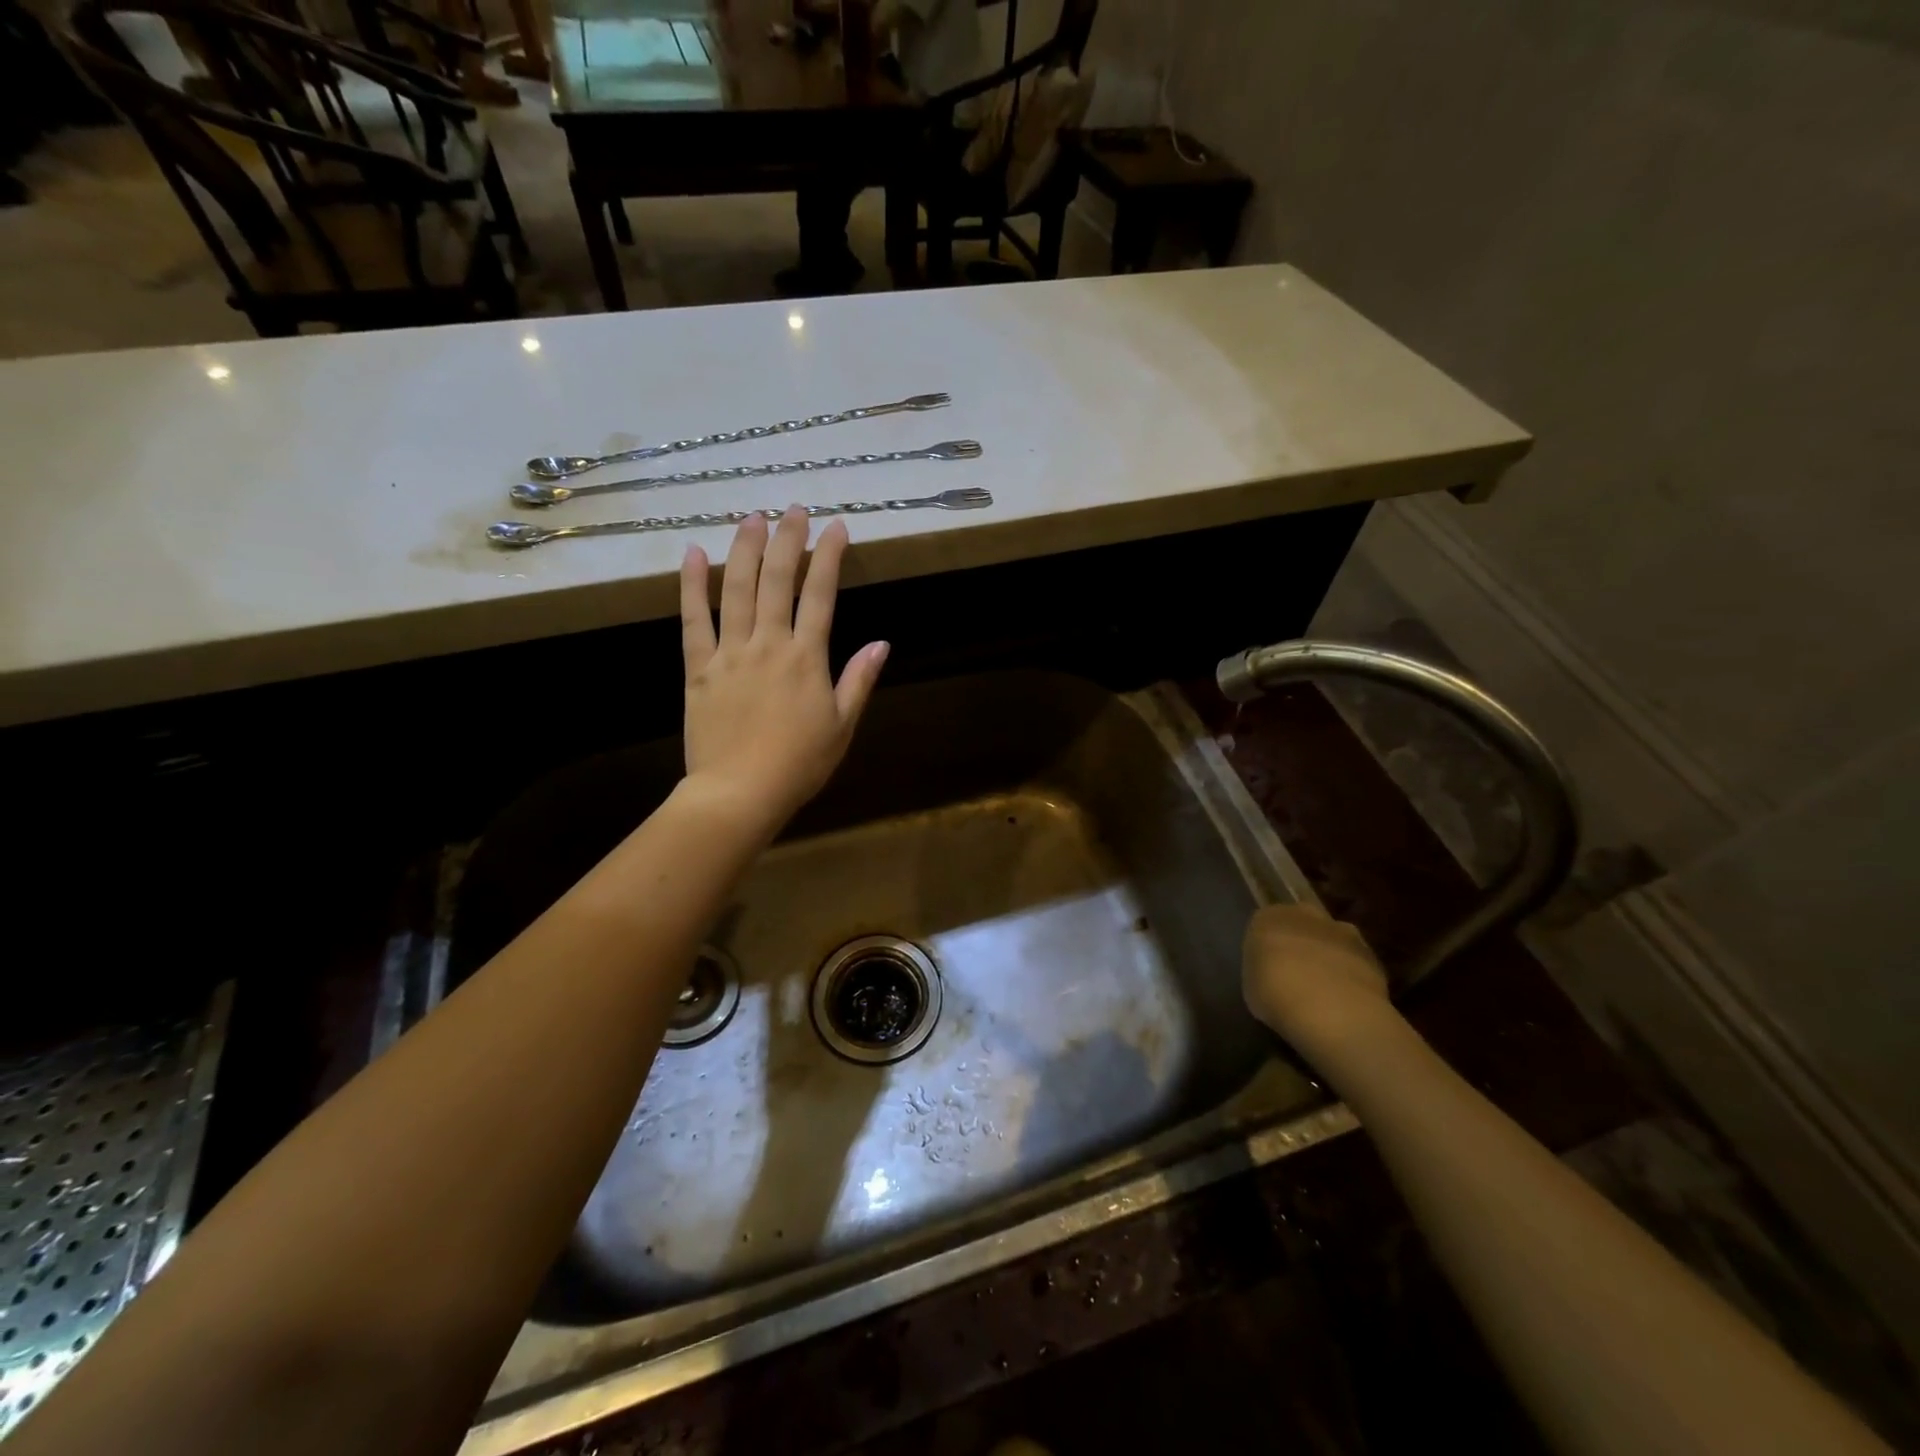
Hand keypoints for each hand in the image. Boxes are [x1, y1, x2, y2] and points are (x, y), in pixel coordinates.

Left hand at [679, 507, 888, 835]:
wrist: (739, 792)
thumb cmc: (799, 764)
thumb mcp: (842, 726)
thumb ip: (859, 681)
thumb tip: (882, 643)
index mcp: (807, 658)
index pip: (821, 595)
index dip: (829, 557)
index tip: (836, 528)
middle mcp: (769, 644)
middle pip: (778, 580)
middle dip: (788, 539)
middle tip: (793, 509)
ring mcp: (730, 652)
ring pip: (736, 589)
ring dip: (744, 549)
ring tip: (752, 517)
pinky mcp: (698, 668)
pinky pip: (693, 619)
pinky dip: (692, 585)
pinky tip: (692, 554)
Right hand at [1242, 903, 1396, 1054]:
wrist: (1332, 1011)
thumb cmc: (1276, 996)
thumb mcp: (1251, 987)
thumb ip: (1263, 972)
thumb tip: (1273, 976)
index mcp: (1268, 918)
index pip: (1264, 925)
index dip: (1267, 947)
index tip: (1268, 969)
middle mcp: (1305, 915)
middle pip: (1301, 925)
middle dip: (1300, 944)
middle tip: (1296, 975)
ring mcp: (1342, 931)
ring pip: (1331, 940)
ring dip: (1328, 957)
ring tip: (1325, 991)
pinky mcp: (1371, 954)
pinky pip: (1355, 962)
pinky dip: (1351, 976)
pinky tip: (1347, 1001)